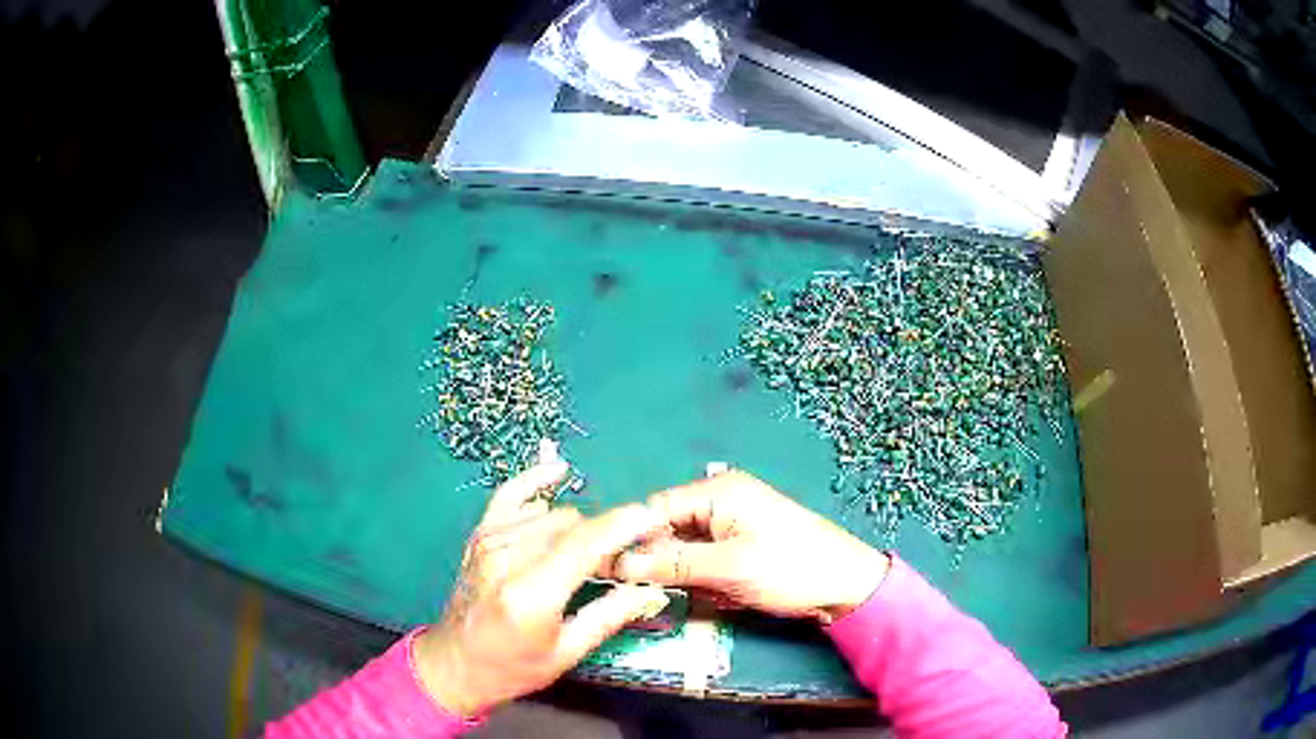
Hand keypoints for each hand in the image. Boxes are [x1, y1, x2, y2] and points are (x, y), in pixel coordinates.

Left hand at [413, 461, 670, 716]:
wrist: (455, 663)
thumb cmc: (513, 667)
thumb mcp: (566, 652)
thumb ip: (609, 615)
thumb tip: (652, 589)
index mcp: (531, 594)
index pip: (584, 543)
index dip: (623, 525)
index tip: (655, 518)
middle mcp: (507, 558)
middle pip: (571, 525)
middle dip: (604, 537)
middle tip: (618, 564)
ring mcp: (489, 541)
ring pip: (551, 513)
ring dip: (578, 528)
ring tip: (588, 553)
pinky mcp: (479, 535)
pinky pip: (510, 494)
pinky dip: (535, 481)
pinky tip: (557, 471)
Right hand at [608, 469, 889, 624]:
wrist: (846, 586)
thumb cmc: (791, 568)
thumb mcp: (727, 567)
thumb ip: (670, 563)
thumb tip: (617, 563)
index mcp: (717, 493)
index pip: (653, 510)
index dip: (627, 539)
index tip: (604, 570)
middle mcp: (719, 503)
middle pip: (666, 531)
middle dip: (660, 564)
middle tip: (651, 594)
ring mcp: (730, 527)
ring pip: (683, 553)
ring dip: (684, 578)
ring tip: (702, 594)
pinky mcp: (739, 550)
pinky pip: (703, 564)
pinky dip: (704, 583)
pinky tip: (720, 596)